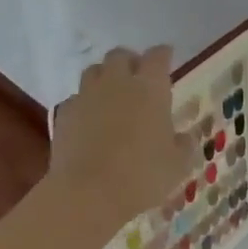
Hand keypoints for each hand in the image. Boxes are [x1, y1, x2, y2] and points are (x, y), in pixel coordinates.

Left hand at [49, 46, 190, 229]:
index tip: (167, 58)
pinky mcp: (64, 114)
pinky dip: (84, 104)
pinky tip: (89, 120)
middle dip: (130, 61)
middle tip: (138, 77)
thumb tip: (183, 138)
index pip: (158, 56)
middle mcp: (117, 82)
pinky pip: (76, 98)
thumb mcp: (177, 164)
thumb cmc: (142, 175)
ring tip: (112, 95)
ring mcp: (86, 96)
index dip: (163, 55)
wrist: (87, 193)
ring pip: (94, 71)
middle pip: (120, 56)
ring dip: (104, 77)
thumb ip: (183, 145)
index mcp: (150, 88)